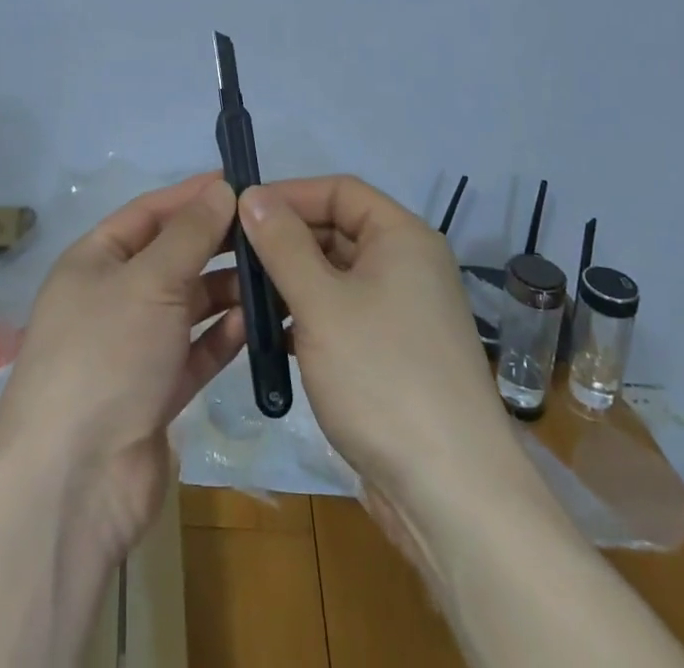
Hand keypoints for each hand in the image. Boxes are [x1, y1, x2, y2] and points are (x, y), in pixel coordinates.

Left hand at [0, 173, 245, 563]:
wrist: (74, 481)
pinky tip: (258, 325)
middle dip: (215, 244)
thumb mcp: (149, 280)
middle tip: (268, 232)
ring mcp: (132, 347)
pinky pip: (194, 351)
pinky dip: (222, 337)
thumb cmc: (106, 354)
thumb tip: (221, 188)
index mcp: (94, 261)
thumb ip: (190, 234)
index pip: (149, 213)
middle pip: (171, 257)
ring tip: (274, 278)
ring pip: (187, 305)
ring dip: (225, 292)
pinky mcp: (154, 392)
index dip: (192, 196)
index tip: (240, 183)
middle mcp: (111, 298)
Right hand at [238, 175, 511, 553]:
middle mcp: (407, 265)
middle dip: (285, 239)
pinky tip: (272, 337)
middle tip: (231, 254)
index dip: (290, 194)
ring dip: (291, 281)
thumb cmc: (383, 377)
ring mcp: (402, 312)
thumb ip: (283, 244)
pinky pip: (343, 315)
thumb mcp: (321, 303)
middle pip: (337, 230)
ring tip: (242, 295)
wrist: (452, 494)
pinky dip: (308, 317)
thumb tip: (251, 195)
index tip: (240, 210)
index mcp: (402, 237)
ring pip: (336, 276)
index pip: (339, 190)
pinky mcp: (392, 354)